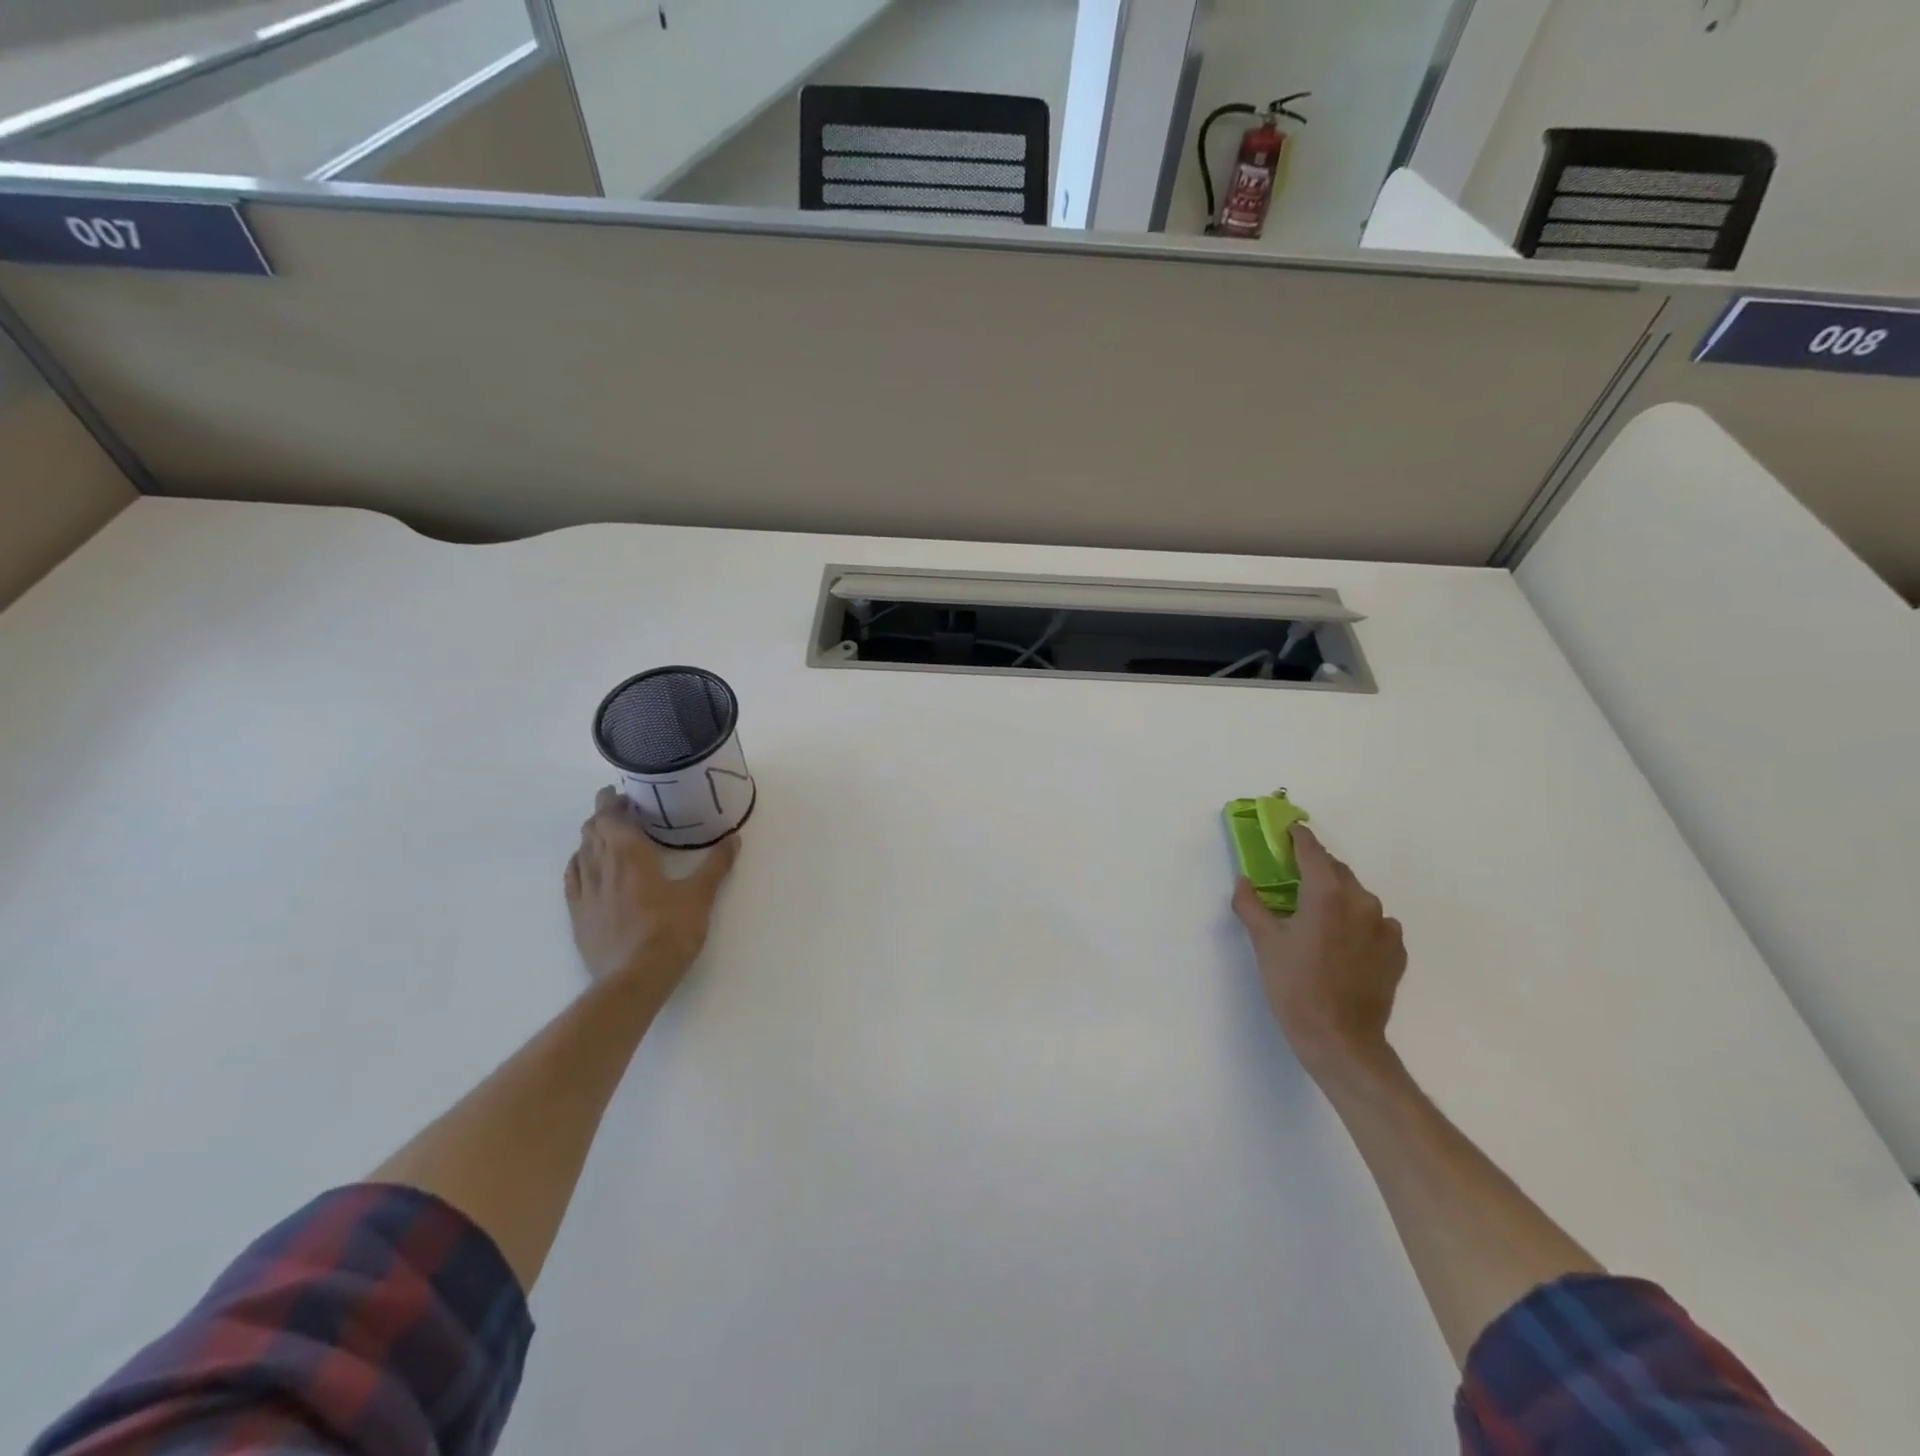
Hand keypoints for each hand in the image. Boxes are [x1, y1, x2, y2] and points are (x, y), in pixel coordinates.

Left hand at [565, 787, 740, 999]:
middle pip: (593, 830)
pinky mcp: (577, 915)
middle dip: (604, 816)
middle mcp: (601, 866)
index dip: (613, 801)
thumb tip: (733, 838)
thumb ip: (716, 864)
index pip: (611, 816)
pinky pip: (573, 878)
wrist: (633, 980)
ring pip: (581, 852)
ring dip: (592, 838)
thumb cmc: (670, 931)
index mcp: (629, 854)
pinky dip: (579, 863)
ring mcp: (584, 892)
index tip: (622, 792)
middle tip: (622, 811)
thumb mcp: (700, 896)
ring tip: (606, 835)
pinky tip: (586, 867)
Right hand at [1232, 824, 1405, 1081]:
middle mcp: (1361, 901)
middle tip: (1294, 878)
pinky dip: (1357, 922)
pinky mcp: (1396, 950)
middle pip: (1337, 871)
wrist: (1341, 1039)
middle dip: (1316, 868)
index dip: (1299, 837)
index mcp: (1326, 893)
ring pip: (1357, 897)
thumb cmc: (1295, 986)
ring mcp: (1385, 926)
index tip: (1288, 829)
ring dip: (1337, 896)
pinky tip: (1341, 943)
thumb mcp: (1264, 944)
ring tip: (1317, 917)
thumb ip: (1251, 905)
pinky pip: (1375, 923)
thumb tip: (1243, 881)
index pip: (1312, 851)